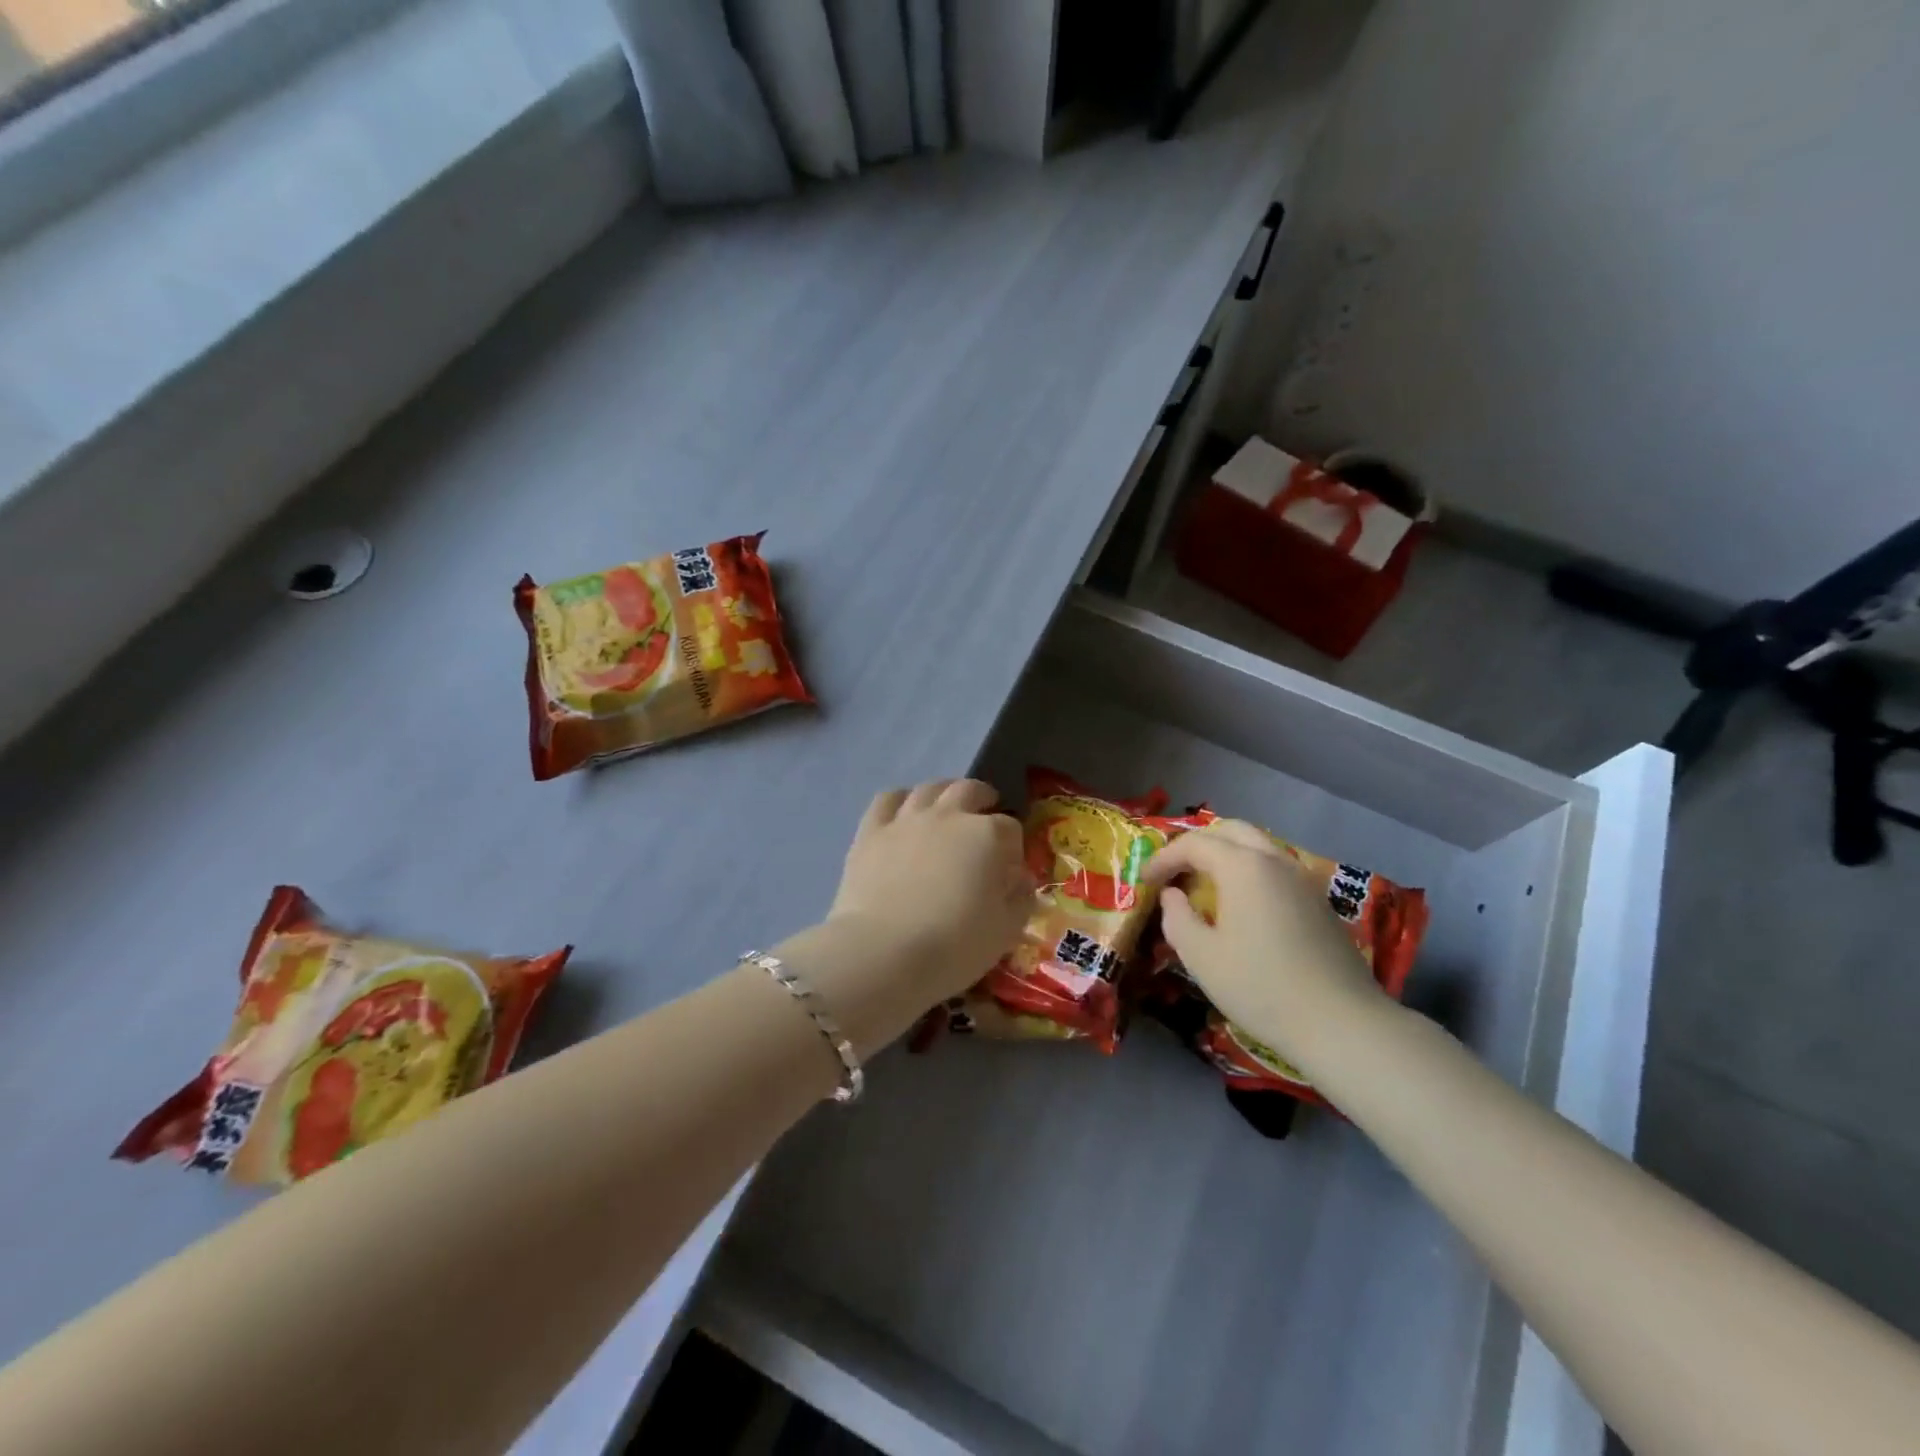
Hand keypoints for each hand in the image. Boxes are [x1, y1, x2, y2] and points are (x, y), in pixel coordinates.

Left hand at [787, 781, 1030, 1051]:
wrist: (884, 952)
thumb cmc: (955, 945)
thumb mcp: (1005, 930)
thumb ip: (1020, 898)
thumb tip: (1019, 879)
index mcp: (987, 835)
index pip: (1010, 828)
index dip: (1013, 847)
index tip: (1009, 869)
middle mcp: (948, 816)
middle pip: (970, 791)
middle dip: (983, 800)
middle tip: (985, 817)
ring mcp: (907, 819)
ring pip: (930, 788)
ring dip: (944, 793)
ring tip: (947, 807)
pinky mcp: (871, 831)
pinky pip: (888, 799)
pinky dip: (901, 800)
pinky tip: (904, 813)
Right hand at [1143, 819, 1387, 1078]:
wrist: (1341, 1023)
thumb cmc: (1260, 986)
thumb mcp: (1201, 957)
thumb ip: (1177, 918)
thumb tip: (1172, 896)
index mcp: (1242, 866)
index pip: (1194, 844)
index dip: (1164, 858)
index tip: (1145, 881)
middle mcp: (1274, 860)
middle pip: (1230, 830)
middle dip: (1198, 844)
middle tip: (1176, 871)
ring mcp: (1302, 879)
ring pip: (1258, 846)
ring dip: (1226, 855)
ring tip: (1206, 885)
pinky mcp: (1318, 901)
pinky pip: (1276, 868)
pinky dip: (1250, 872)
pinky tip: (1242, 905)